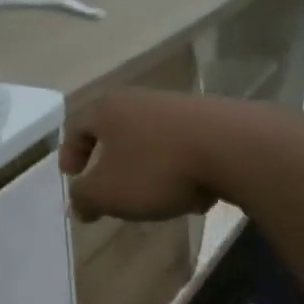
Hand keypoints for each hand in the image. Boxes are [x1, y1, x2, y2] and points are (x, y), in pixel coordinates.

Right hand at [60, 89, 218, 221]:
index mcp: (107, 109)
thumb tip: (78, 204)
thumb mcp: (108, 192)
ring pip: (148, 136)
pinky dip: (176, 164)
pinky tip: (189, 190)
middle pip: (113, 127)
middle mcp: (138, 99)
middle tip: (105, 183)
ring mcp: (176, 105)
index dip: (69, 153)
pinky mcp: (210, 117)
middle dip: (107, 158)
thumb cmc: (157, 168)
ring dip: (143, 163)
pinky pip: (181, 143)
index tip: (72, 177)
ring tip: (149, 193)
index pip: (76, 126)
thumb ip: (84, 198)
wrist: (234, 148)